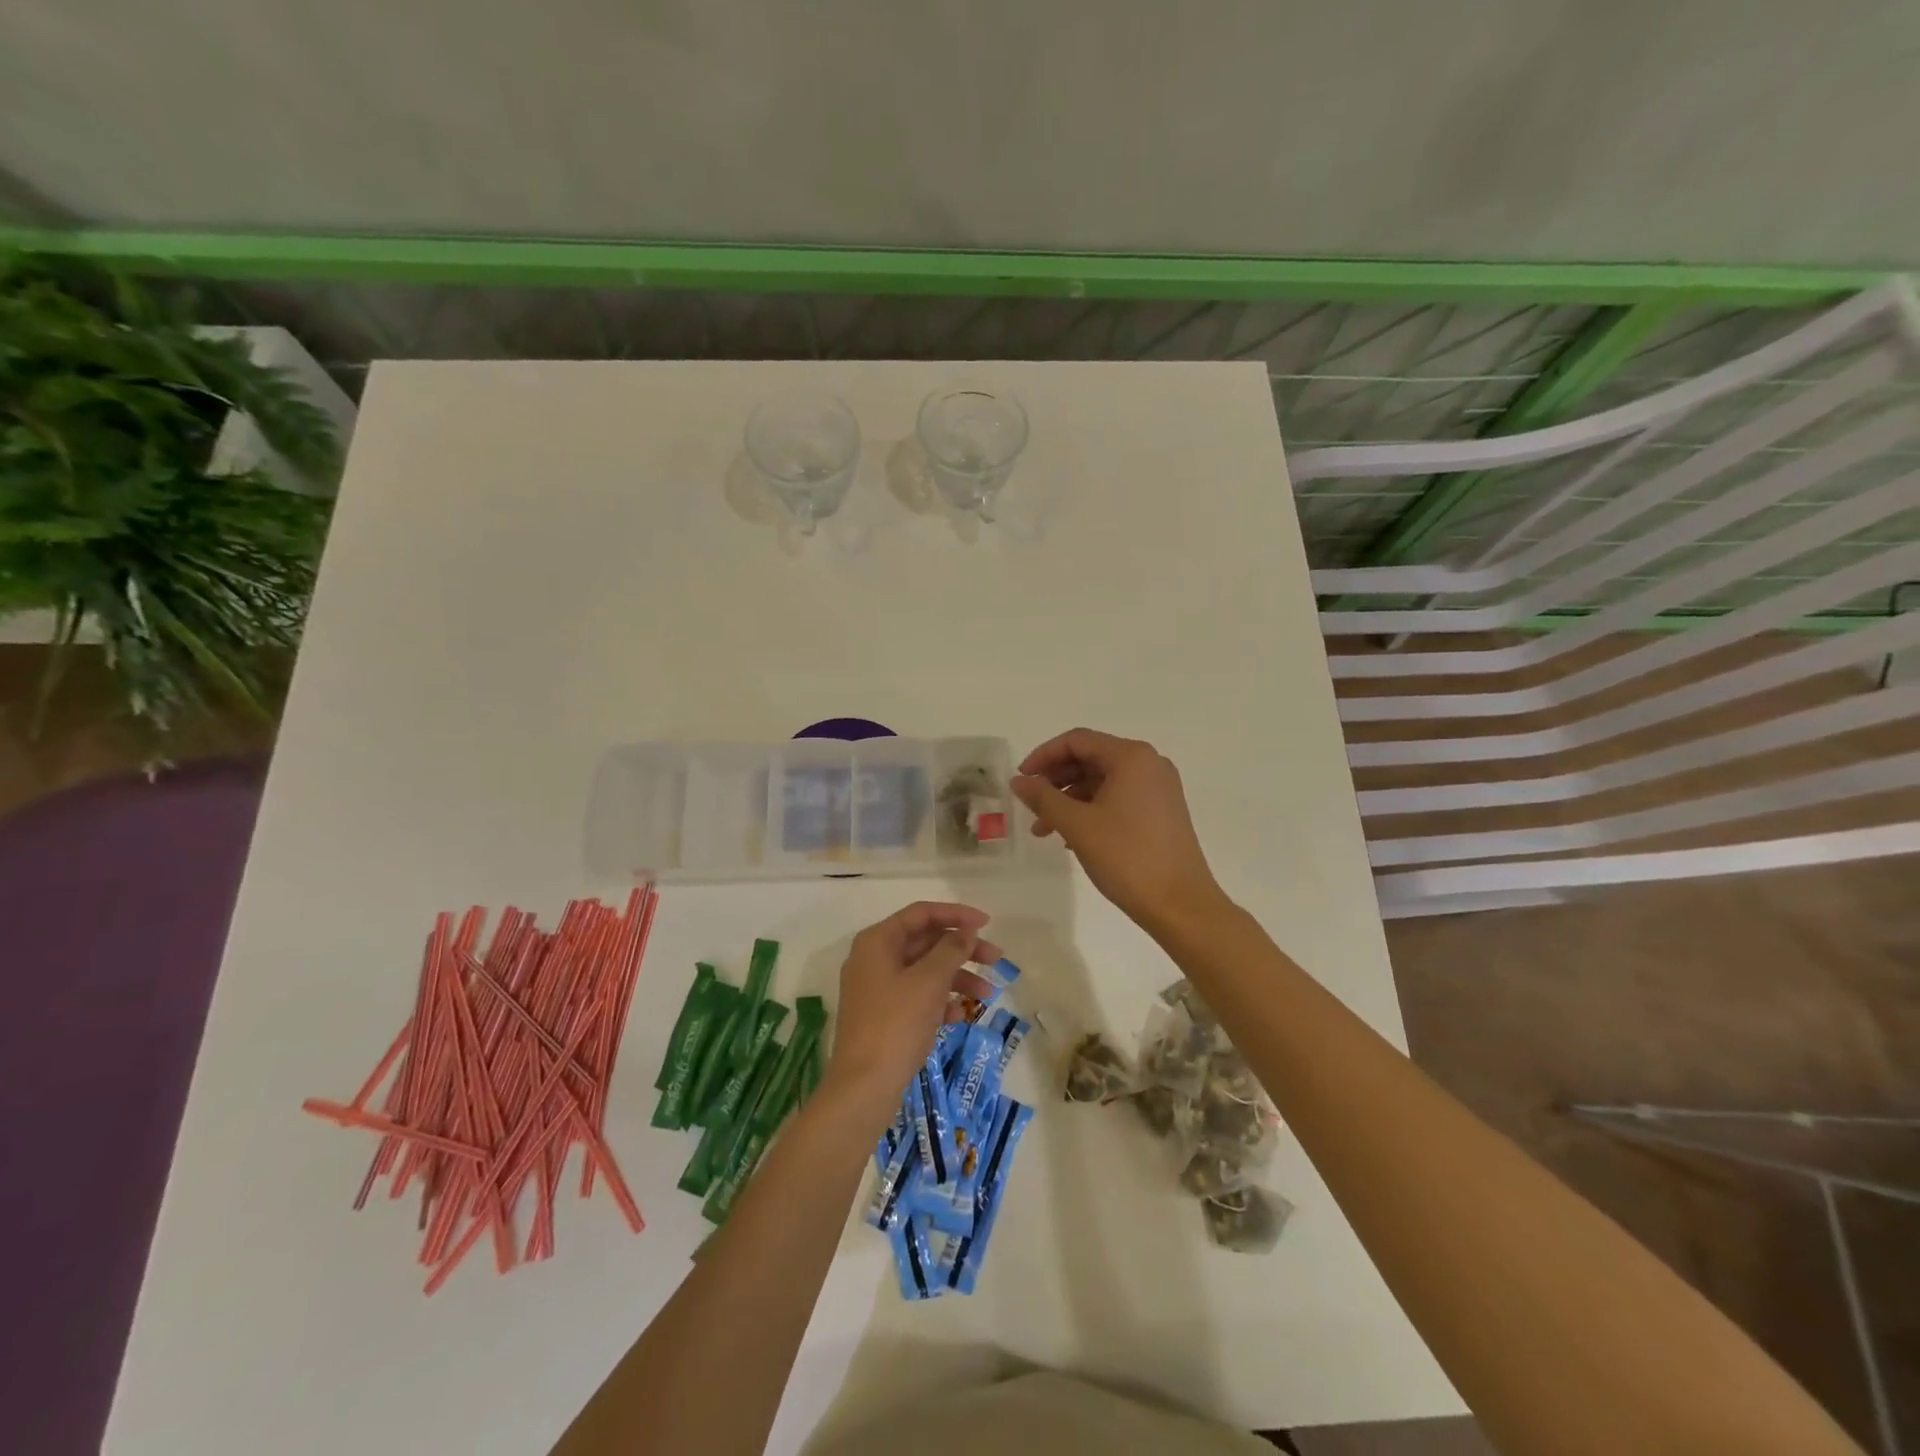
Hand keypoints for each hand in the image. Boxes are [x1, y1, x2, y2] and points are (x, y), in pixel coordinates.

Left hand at [823, 902, 997, 1117]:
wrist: (864, 1087)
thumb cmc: (896, 1024)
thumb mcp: (929, 981)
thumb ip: (951, 950)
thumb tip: (965, 931)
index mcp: (877, 941)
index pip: (921, 914)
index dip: (956, 915)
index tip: (987, 923)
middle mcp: (874, 959)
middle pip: (925, 942)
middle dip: (962, 950)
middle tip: (996, 959)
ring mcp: (877, 989)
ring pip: (924, 971)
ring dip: (957, 978)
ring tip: (988, 996)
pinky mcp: (883, 1016)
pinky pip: (917, 996)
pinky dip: (940, 1000)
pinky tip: (960, 1015)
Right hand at [1012, 728, 1225, 930]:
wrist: (1180, 904)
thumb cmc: (1127, 857)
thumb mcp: (1077, 825)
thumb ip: (1043, 797)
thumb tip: (1019, 781)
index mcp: (1131, 757)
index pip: (1077, 741)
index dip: (1043, 756)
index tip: (1021, 779)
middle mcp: (1149, 764)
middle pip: (1090, 758)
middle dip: (1056, 780)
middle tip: (1031, 804)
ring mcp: (1158, 788)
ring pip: (1102, 781)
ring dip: (1070, 799)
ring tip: (1044, 829)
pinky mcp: (1162, 811)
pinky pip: (1118, 798)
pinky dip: (1091, 809)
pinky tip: (1072, 836)